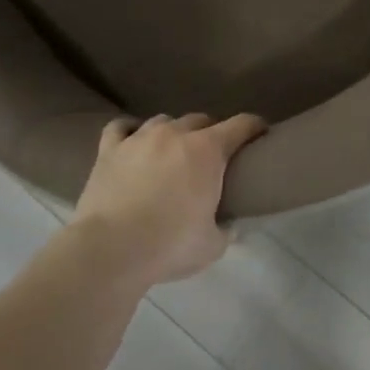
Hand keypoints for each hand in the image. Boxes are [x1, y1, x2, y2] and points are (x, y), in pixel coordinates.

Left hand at [72, 113, 266, 284]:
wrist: (111, 249)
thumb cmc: (170, 245)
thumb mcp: (213, 245)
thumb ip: (225, 229)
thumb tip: (229, 224)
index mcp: (208, 151)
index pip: (241, 125)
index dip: (255, 127)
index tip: (261, 133)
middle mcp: (175, 134)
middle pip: (201, 119)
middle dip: (211, 132)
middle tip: (212, 156)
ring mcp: (140, 138)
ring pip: (163, 120)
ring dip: (173, 132)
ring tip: (172, 151)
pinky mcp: (109, 149)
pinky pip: (121, 127)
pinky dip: (130, 131)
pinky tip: (132, 142)